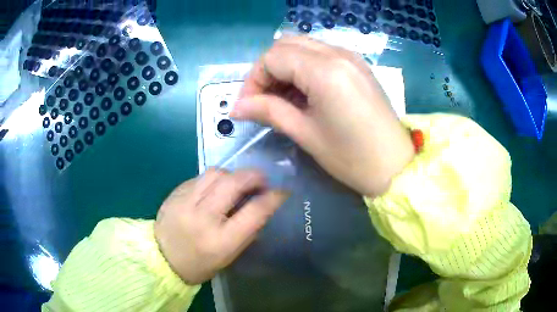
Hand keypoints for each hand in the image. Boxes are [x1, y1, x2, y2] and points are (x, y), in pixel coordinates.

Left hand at [154, 168, 287, 284]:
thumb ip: (247, 231)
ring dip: (232, 174)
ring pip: (215, 173)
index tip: (281, 192)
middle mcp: (202, 217)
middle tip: (261, 180)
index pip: (254, 212)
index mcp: (221, 240)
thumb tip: (262, 206)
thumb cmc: (200, 263)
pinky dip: (213, 180)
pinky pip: (200, 177)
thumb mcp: (229, 255)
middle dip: (253, 176)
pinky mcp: (175, 193)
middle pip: (233, 183)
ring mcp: (185, 202)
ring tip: (236, 183)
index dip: (273, 198)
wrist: (162, 258)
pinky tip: (214, 189)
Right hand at [231, 36, 414, 196]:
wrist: (395, 166)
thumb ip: (268, 111)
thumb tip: (237, 107)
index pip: (272, 57)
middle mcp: (338, 53)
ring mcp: (350, 56)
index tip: (248, 106)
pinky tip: (304, 92)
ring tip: (282, 98)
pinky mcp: (357, 65)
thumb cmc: (351, 157)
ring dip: (285, 67)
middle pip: (286, 45)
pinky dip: (304, 67)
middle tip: (263, 100)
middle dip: (267, 69)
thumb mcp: (305, 134)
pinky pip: (321, 54)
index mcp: (324, 70)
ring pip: (303, 46)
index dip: (253, 79)